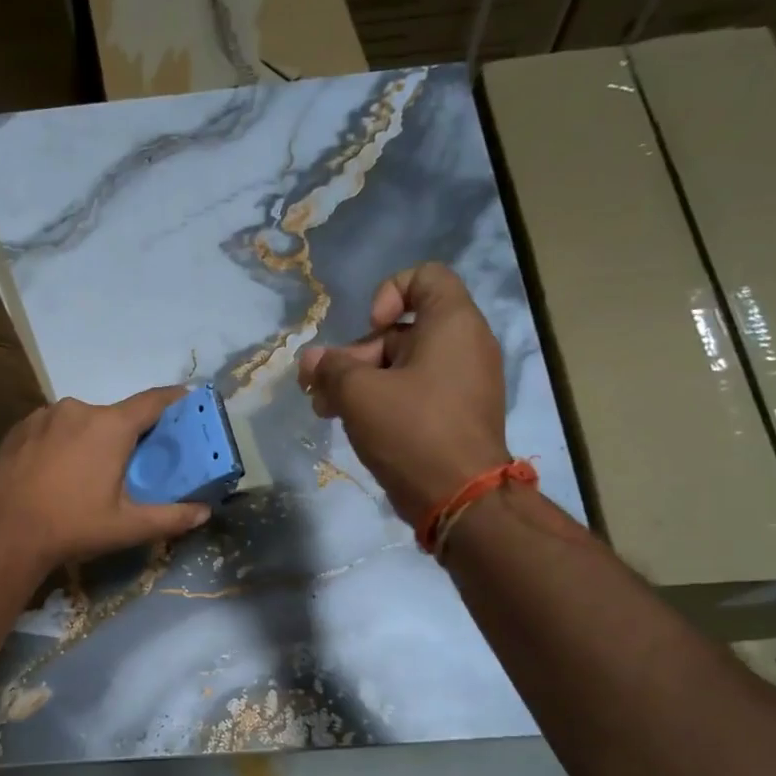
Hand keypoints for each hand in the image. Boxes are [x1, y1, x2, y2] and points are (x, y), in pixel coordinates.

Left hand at [0, 387, 212, 570]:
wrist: (5, 533)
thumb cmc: (73, 526)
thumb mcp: (128, 527)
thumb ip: (171, 517)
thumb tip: (205, 512)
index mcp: (110, 426)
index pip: (153, 401)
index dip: (174, 399)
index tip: (188, 399)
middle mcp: (79, 409)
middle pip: (115, 415)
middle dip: (127, 434)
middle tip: (132, 464)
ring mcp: (45, 415)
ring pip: (81, 421)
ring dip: (91, 439)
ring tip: (88, 473)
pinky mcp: (20, 427)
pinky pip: (53, 427)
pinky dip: (62, 442)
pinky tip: (57, 470)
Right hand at [296, 263, 509, 525]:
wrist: (460, 499)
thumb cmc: (412, 430)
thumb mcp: (359, 393)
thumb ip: (330, 368)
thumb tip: (311, 360)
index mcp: (452, 324)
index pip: (424, 277)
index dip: (388, 292)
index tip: (369, 327)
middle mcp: (464, 345)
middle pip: (402, 329)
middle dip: (356, 354)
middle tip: (322, 387)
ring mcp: (463, 383)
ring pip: (402, 366)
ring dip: (360, 382)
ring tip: (327, 410)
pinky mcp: (455, 415)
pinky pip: (415, 393)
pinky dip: (383, 401)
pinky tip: (352, 424)